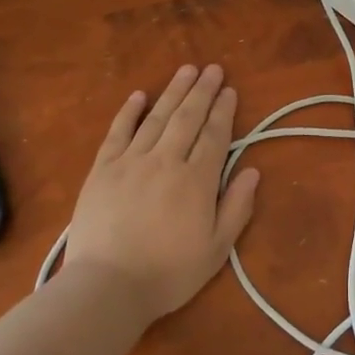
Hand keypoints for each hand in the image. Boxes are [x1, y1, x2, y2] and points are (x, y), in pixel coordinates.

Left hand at [64, 64, 259, 323]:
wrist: (107, 286)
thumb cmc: (168, 273)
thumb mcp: (216, 250)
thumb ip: (236, 208)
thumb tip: (252, 171)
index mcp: (196, 180)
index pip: (214, 135)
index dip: (223, 111)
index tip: (230, 90)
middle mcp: (166, 160)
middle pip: (187, 118)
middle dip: (202, 91)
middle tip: (212, 68)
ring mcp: (131, 161)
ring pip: (157, 117)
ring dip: (173, 92)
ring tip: (186, 70)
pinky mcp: (102, 169)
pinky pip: (118, 132)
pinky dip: (129, 111)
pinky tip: (139, 95)